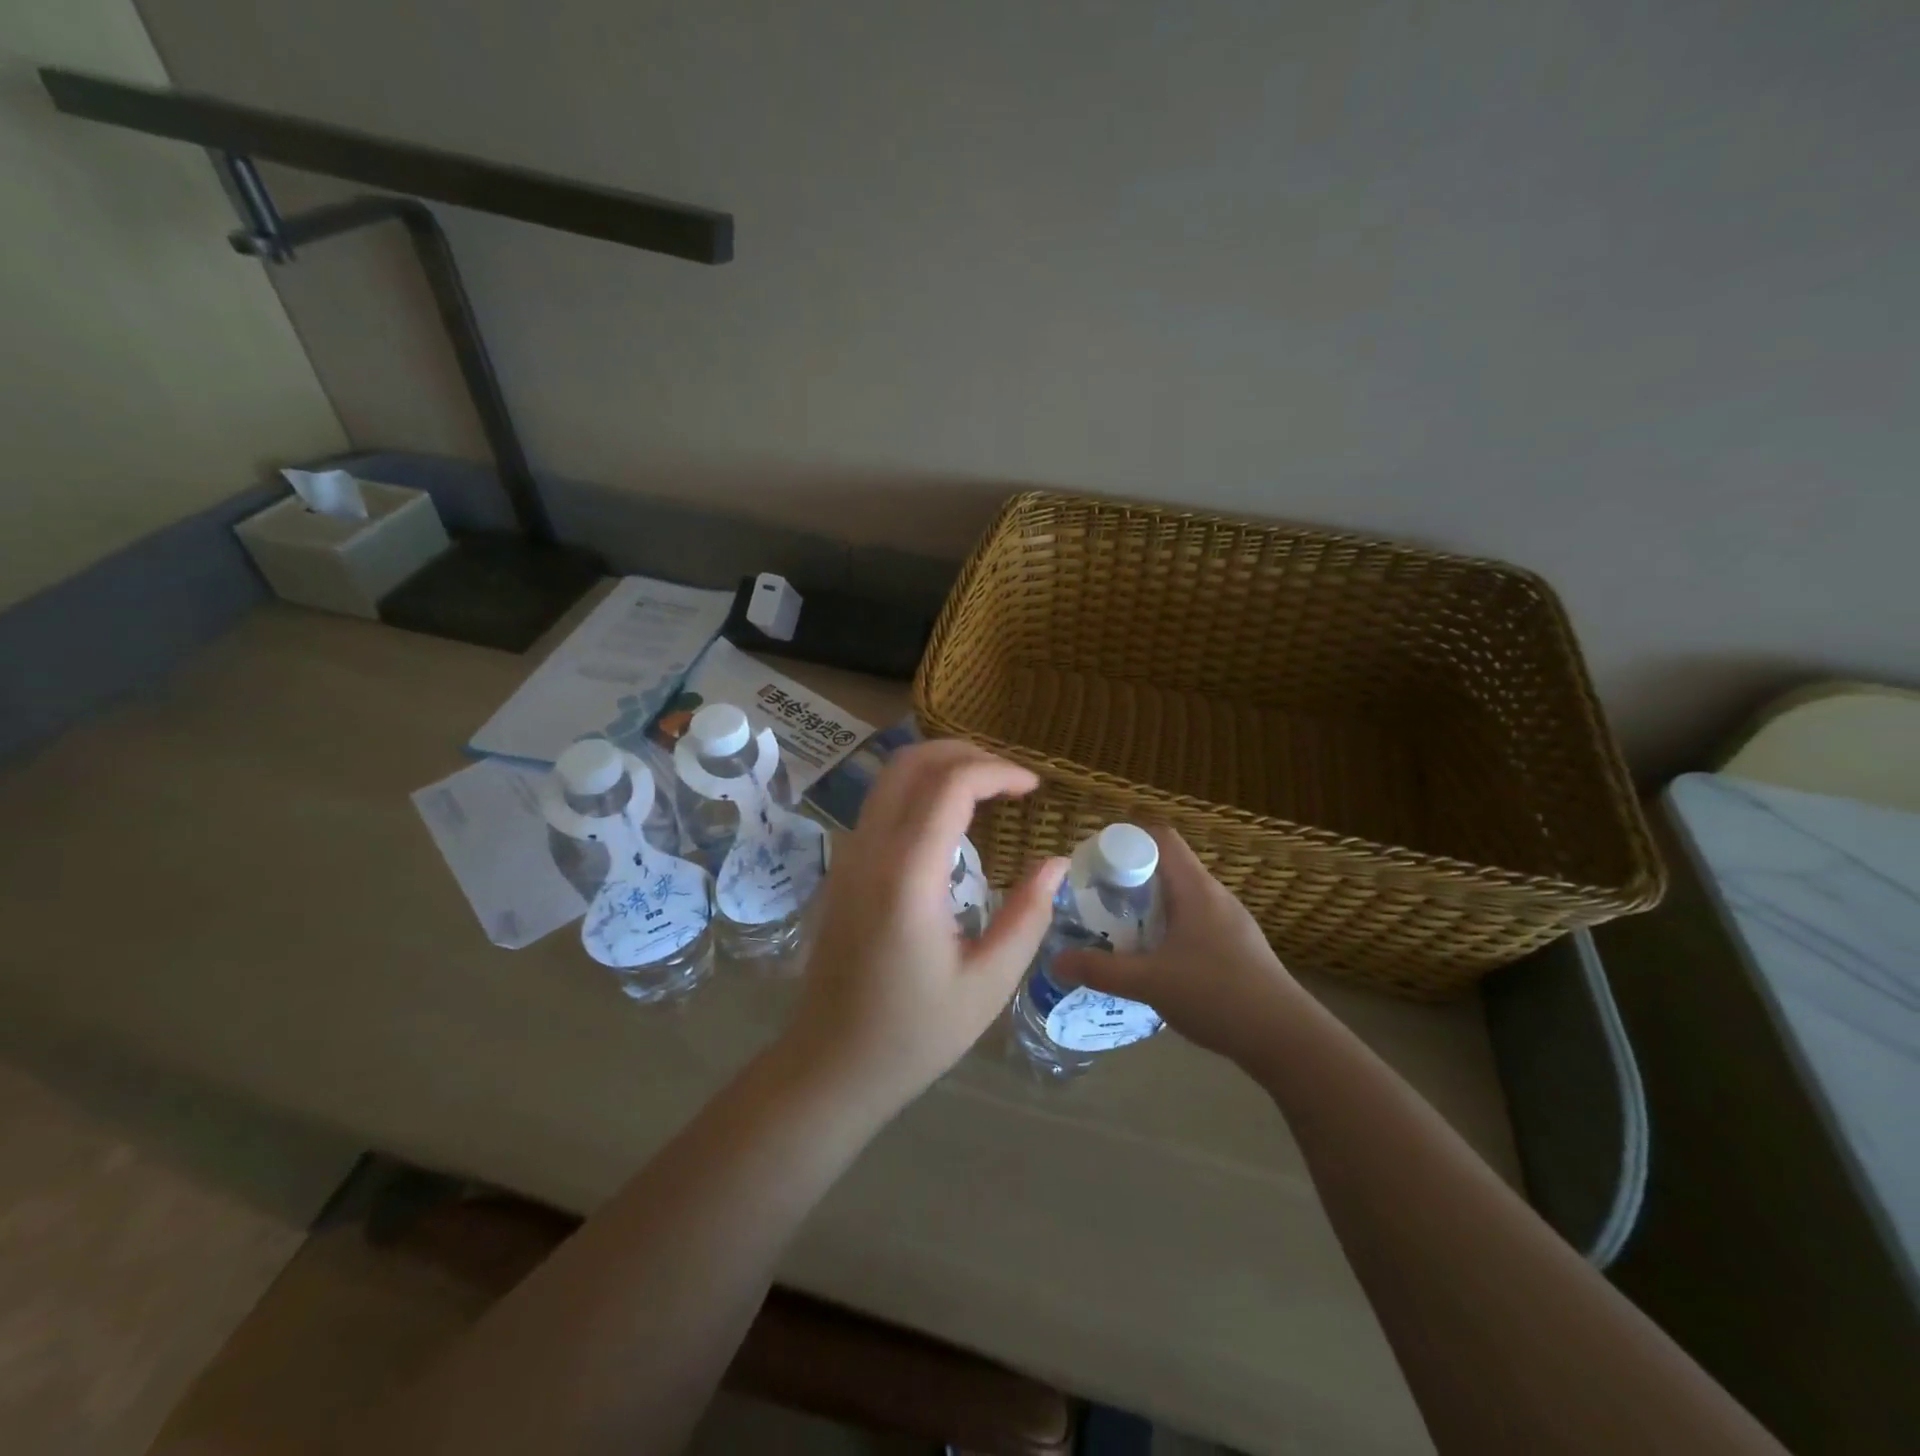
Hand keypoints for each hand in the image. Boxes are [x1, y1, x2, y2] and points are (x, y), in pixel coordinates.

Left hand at [779, 741, 1067, 1114]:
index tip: (1034, 788)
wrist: (831, 1063)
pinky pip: (881, 803)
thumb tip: (1057, 863)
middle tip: (1012, 780)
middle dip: (967, 754)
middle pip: (912, 762)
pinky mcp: (844, 868)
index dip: (998, 771)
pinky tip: (951, 819)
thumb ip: (1028, 915)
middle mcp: (870, 850)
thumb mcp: (988, 983)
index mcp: (908, 875)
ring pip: (890, 777)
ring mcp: (849, 855)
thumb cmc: (915, 1033)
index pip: (950, 785)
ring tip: (988, 789)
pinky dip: (920, 789)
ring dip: (940, 767)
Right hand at [1051, 826, 1302, 1063]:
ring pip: (1181, 897)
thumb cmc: (1217, 995)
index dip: (1126, 840)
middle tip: (1098, 901)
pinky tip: (1155, 961)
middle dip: (1130, 879)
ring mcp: (1231, 922)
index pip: (1160, 838)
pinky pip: (1195, 922)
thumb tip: (1056, 960)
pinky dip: (1169, 928)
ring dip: (1149, 907)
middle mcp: (1215, 895)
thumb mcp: (1149, 982)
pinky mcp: (1239, 948)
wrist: (1287, 1040)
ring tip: (1120, 930)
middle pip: (1167, 867)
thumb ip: (1100, 970)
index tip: (1095, 863)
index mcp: (1195, 888)